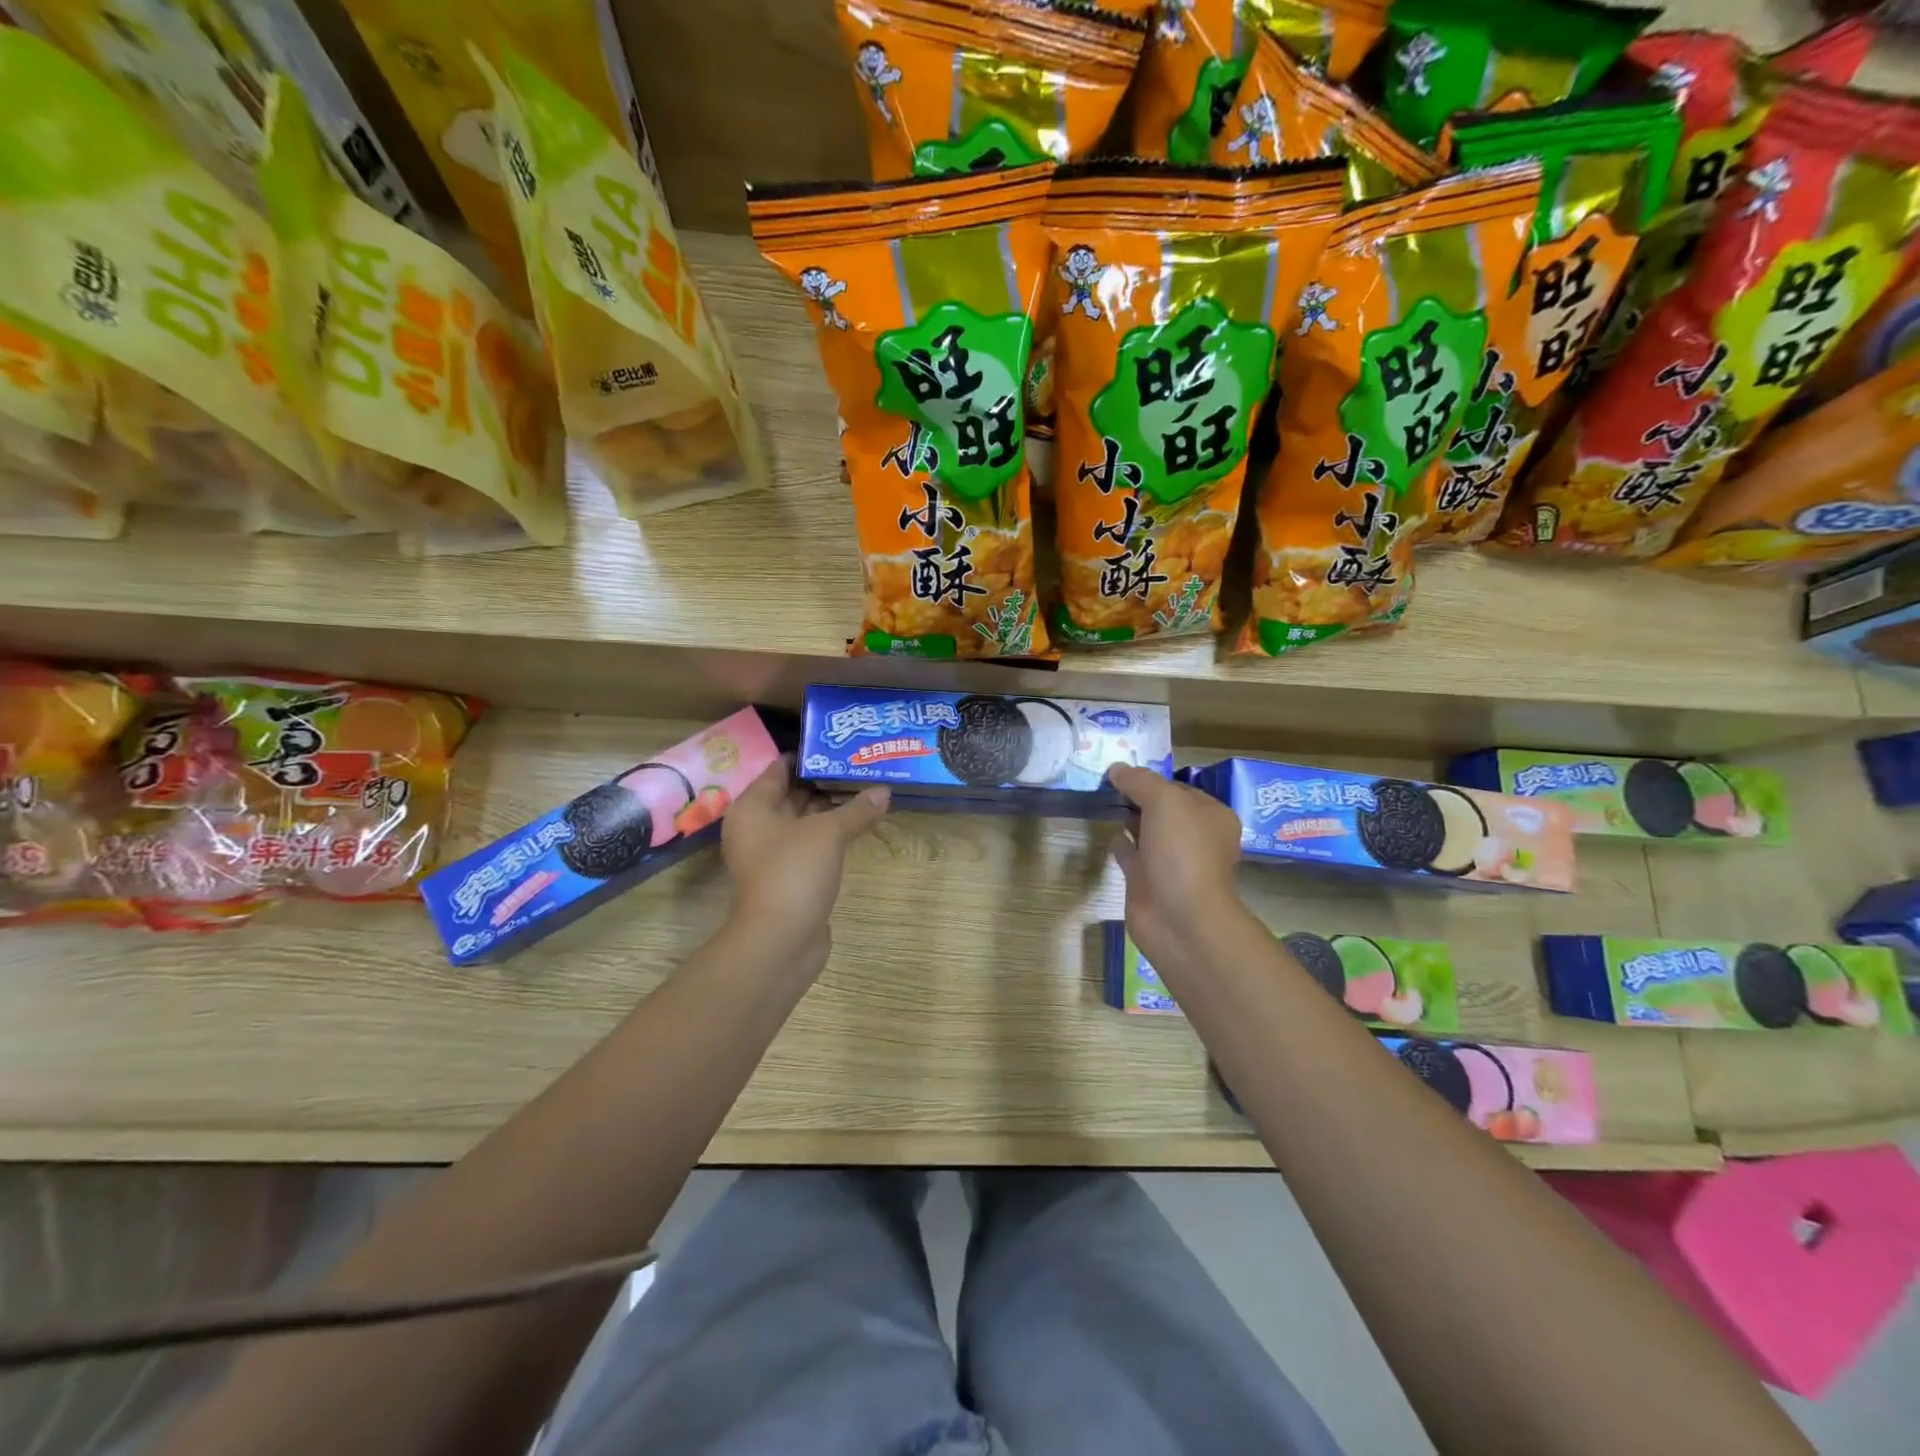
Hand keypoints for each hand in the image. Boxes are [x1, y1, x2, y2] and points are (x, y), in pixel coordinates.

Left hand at [722, 757, 888, 965]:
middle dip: (824, 782)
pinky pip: (811, 845)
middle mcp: (757, 827)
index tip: (838, 744)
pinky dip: (831, 835)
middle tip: (859, 764)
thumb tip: (884, 790)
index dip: (808, 756)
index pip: (778, 769)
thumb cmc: (794, 872)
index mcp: (753, 807)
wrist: (780, 940)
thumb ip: (856, 809)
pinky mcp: (789, 878)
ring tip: (867, 789)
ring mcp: (772, 855)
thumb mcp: (828, 833)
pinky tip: (860, 824)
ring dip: (831, 809)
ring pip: (804, 822)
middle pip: (791, 795)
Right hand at [1107, 765, 1252, 968]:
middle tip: (1106, 783)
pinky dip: (1121, 844)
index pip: (1179, 788)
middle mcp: (1195, 838)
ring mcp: (1172, 862)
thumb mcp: (1164, 801)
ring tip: (1103, 802)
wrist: (1178, 917)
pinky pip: (1132, 855)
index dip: (1152, 779)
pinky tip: (1108, 833)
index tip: (1122, 772)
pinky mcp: (1149, 882)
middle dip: (1138, 798)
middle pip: (1162, 809)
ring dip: (1129, 820)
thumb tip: (1116, 769)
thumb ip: (1140, 781)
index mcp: (1212, 816)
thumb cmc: (1182, 852)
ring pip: (1147, 832)